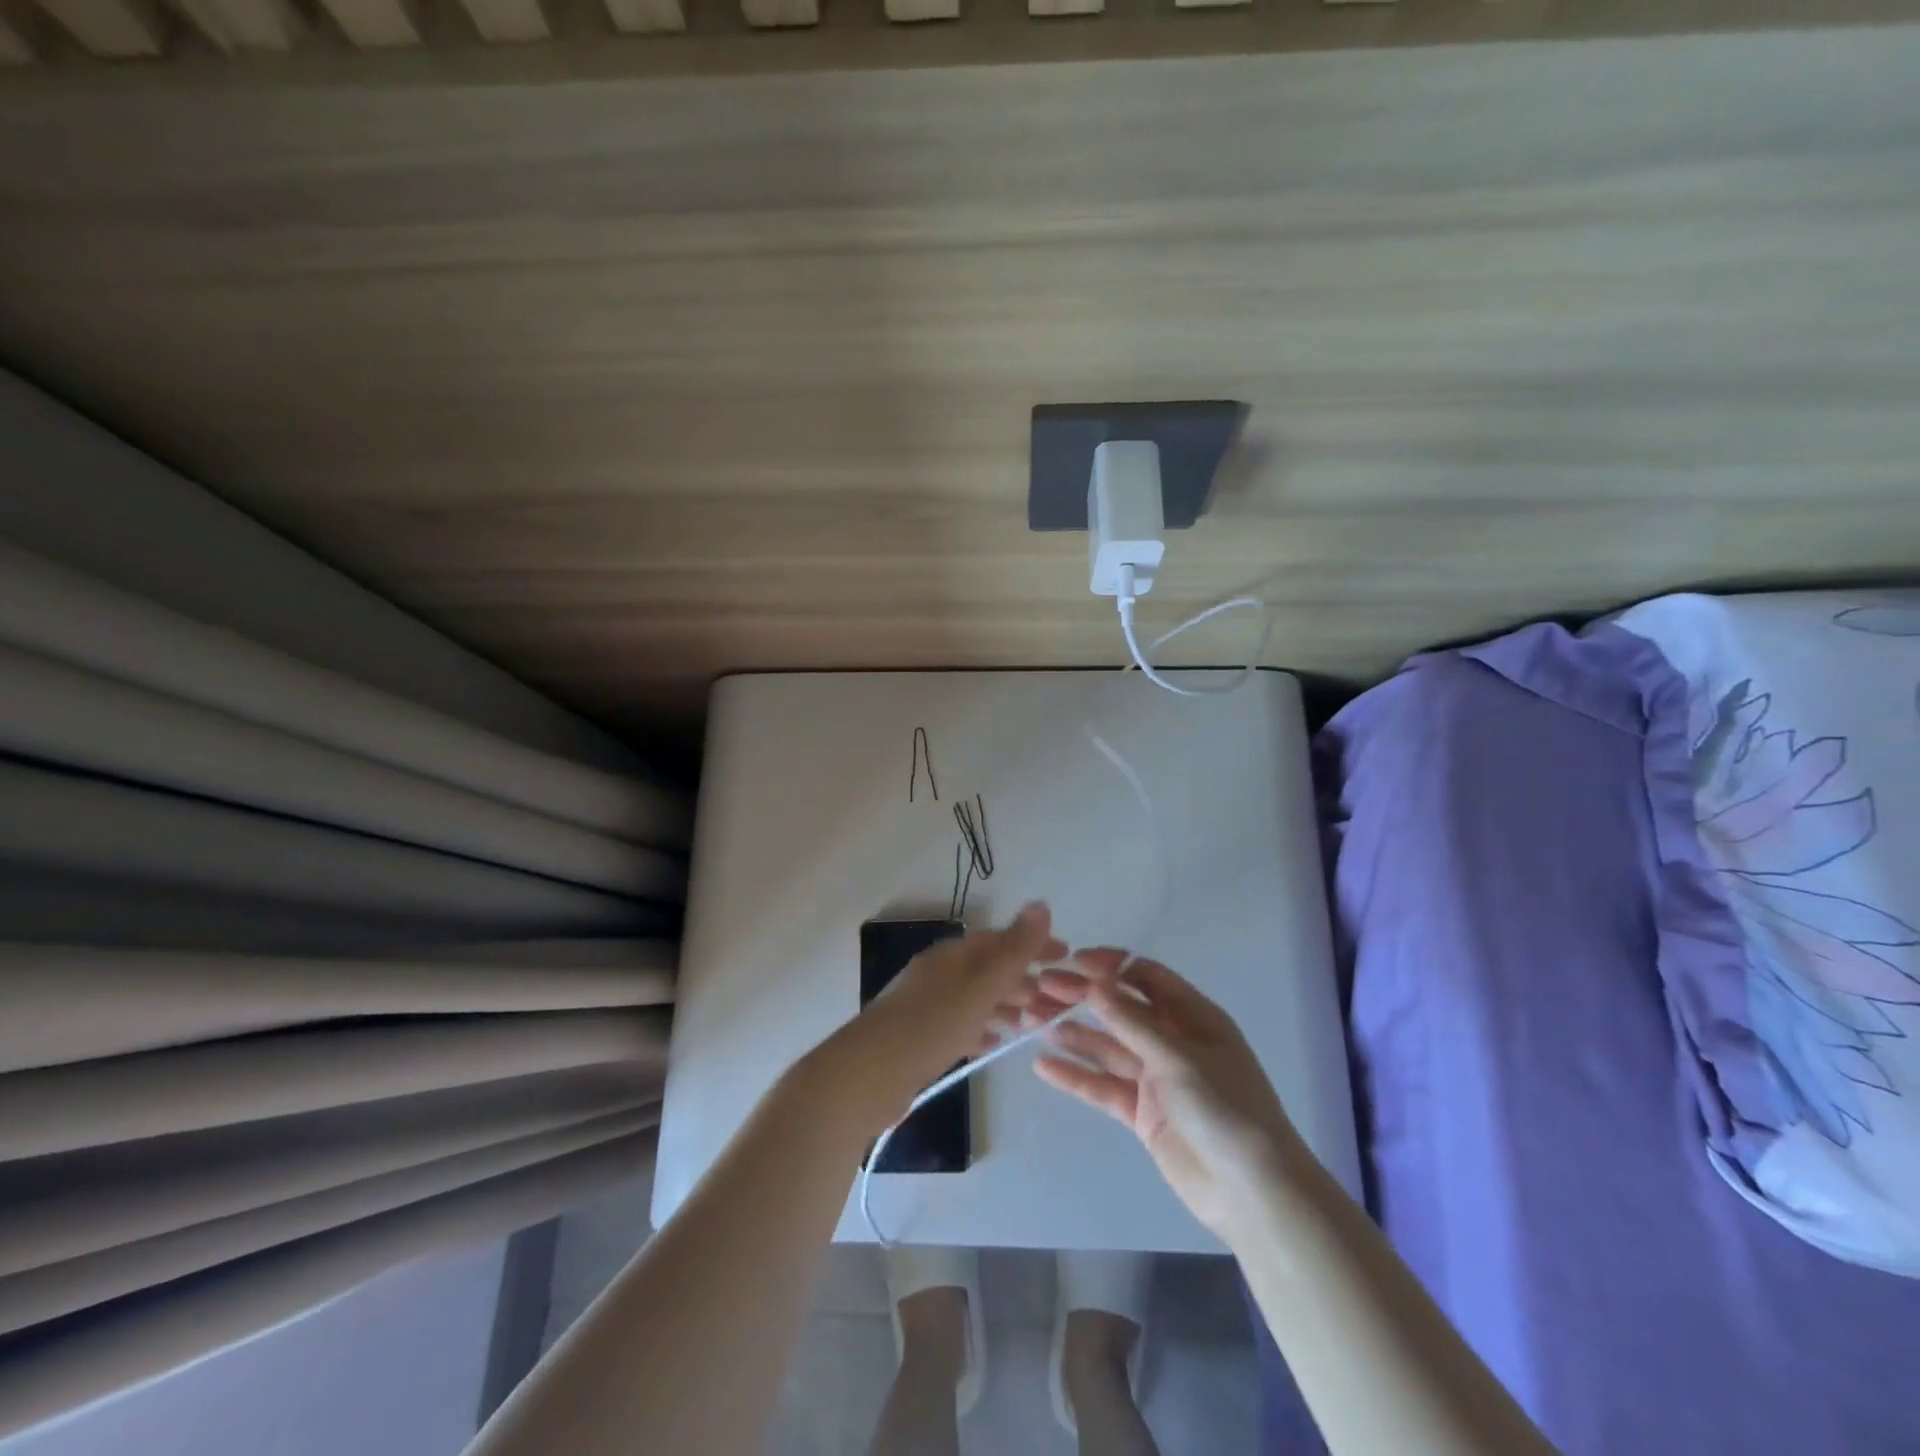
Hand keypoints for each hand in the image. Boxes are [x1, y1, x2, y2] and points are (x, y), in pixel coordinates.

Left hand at [820, 904, 1065, 1132]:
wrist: (866, 1075)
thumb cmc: (930, 1025)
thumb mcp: (980, 986)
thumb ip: (1013, 949)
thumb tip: (1041, 904)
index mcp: (953, 955)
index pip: (1001, 940)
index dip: (1034, 945)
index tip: (1067, 956)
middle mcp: (939, 973)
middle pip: (989, 968)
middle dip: (1024, 978)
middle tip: (1059, 998)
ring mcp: (927, 1004)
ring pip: (976, 997)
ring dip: (1007, 1004)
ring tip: (1034, 1021)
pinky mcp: (919, 1037)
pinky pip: (961, 1024)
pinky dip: (983, 1027)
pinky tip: (995, 1042)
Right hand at [1026, 950, 1303, 1237]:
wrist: (1252, 1192)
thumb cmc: (1225, 1108)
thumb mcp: (1178, 1057)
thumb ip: (1132, 1022)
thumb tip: (1094, 983)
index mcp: (1192, 1016)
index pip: (1145, 976)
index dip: (1110, 966)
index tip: (1074, 962)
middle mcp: (1172, 1040)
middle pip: (1120, 1009)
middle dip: (1082, 997)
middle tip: (1040, 987)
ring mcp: (1156, 1078)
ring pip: (1107, 1047)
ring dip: (1072, 1033)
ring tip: (1031, 1020)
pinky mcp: (1142, 1113)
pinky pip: (1104, 1086)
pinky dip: (1076, 1076)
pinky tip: (1043, 1066)